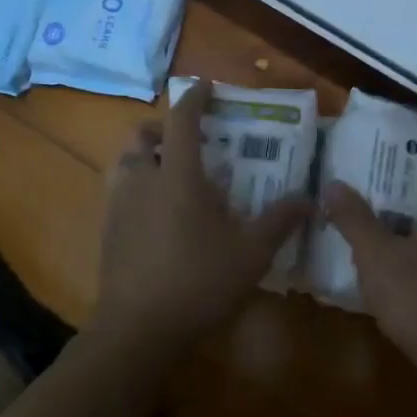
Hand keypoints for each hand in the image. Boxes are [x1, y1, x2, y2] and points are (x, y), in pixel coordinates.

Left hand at [94, 82, 311, 340]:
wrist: (138, 330)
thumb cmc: (199, 281)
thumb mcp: (252, 253)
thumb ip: (279, 221)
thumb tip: (308, 198)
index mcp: (178, 176)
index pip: (181, 121)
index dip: (194, 99)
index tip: (207, 87)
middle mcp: (143, 181)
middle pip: (141, 136)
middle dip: (161, 128)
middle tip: (186, 139)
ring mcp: (119, 207)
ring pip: (124, 163)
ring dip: (144, 156)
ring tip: (170, 173)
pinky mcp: (108, 233)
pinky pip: (119, 193)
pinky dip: (136, 186)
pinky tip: (157, 214)